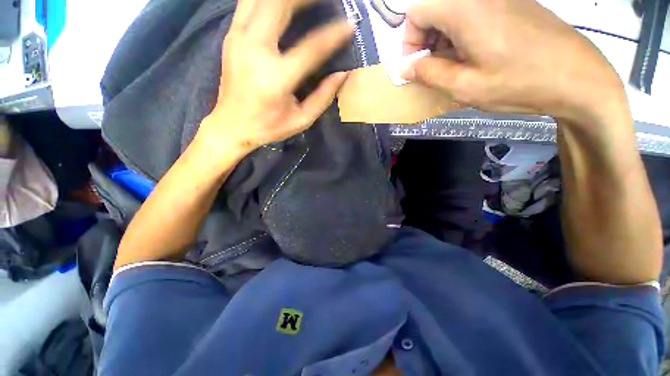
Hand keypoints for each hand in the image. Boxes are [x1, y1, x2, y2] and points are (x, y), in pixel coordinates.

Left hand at [197, 0, 352, 157]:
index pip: (311, 48)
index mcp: (276, 79)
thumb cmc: (269, 126)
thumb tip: (342, 74)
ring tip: (306, 1)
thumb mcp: (301, 120)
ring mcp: (239, 39)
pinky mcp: (231, 36)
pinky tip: (283, 6)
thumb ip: (323, 97)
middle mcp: (255, 51)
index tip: (349, 26)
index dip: (333, 35)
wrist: (231, 125)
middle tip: (326, 1)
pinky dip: (268, 0)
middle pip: (279, 5)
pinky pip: (249, 3)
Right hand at [401, 0, 626, 125]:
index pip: (416, 11)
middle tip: (433, 69)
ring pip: (453, 12)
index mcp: (465, 9)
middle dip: (425, 40)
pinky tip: (474, 56)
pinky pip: (474, 13)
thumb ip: (429, 74)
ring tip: (454, 66)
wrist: (579, 78)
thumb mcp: (464, 86)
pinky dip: (462, 34)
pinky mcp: (513, 4)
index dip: (409, 40)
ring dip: (443, 39)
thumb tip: (405, 68)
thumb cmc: (519, 84)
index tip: (417, 65)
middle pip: (434, 8)